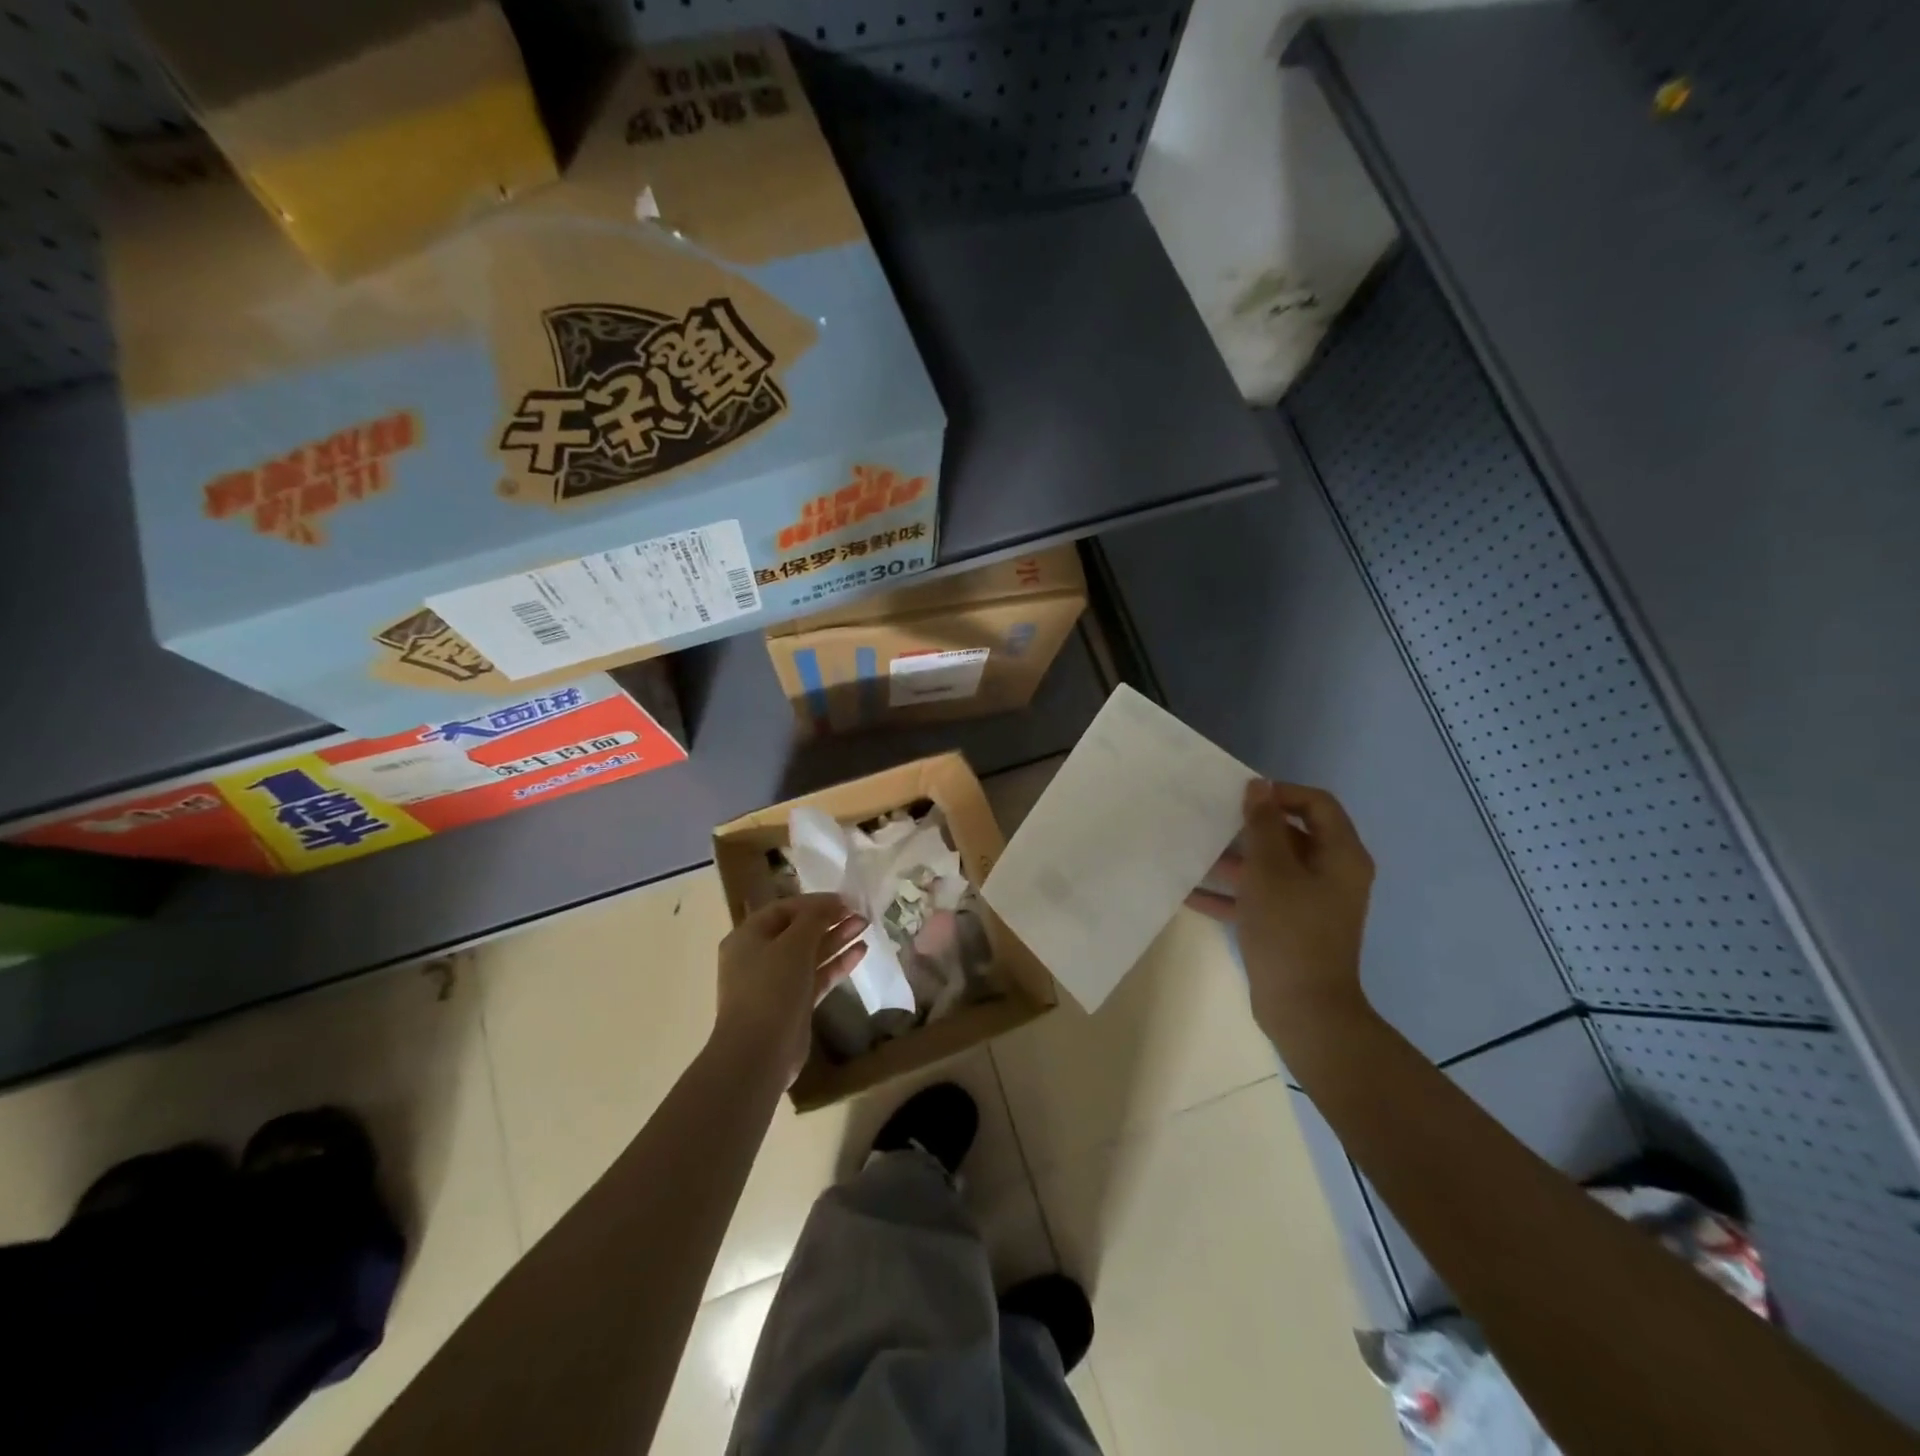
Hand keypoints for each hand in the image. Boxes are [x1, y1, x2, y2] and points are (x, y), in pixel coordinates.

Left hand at [713, 893, 868, 1084]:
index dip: (814, 902)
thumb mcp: (793, 944)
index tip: (845, 899)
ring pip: (810, 953)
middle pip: (798, 931)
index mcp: (748, 937)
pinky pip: (817, 976)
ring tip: (865, 926)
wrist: (759, 1052)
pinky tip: (861, 952)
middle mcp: (759, 957)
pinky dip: (837, 964)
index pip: (783, 909)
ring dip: (836, 939)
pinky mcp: (793, 1004)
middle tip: (859, 912)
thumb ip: (813, 918)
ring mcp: (776, 982)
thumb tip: (830, 903)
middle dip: (829, 920)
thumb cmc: (771, 988)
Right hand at [1187, 780, 1376, 1045]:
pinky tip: (1191, 893)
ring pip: (1272, 867)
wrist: (1304, 1009)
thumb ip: (1263, 825)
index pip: (1315, 803)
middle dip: (1250, 827)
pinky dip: (1232, 893)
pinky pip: (1261, 898)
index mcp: (1340, 855)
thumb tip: (1260, 786)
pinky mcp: (1292, 926)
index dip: (1279, 793)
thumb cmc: (1289, 930)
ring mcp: (1312, 902)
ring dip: (1235, 860)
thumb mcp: (1270, 870)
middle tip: (1212, 820)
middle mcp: (1332, 874)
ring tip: (1195, 853)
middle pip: (1292, 834)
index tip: (1240, 798)